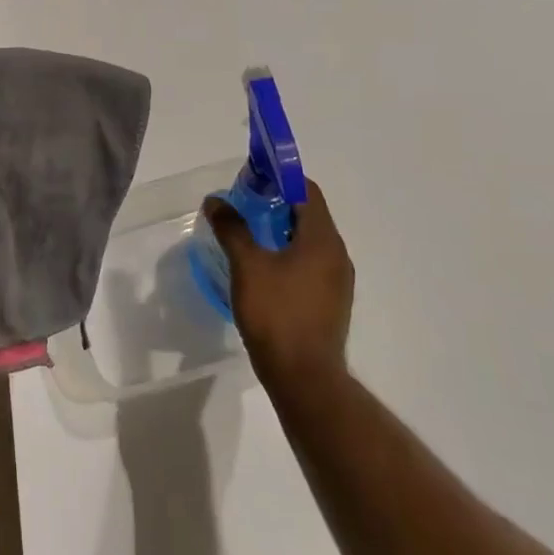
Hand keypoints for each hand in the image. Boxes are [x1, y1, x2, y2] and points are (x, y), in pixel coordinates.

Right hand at [204, 180, 353, 383]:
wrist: (304, 377)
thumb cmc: (276, 313)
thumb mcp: (247, 265)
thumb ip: (232, 228)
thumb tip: (216, 201)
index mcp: (322, 239)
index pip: (307, 191)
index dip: (280, 177)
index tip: (252, 177)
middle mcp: (337, 254)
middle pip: (309, 213)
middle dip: (276, 203)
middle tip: (243, 203)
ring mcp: (337, 281)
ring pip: (308, 240)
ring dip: (281, 229)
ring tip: (247, 233)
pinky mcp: (330, 301)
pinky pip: (309, 263)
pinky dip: (287, 253)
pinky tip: (262, 267)